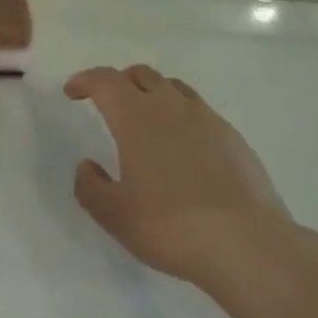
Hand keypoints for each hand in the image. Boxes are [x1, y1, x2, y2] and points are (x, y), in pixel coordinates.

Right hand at [65, 64, 306, 296]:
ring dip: (152, 94)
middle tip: (107, 102)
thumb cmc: (169, 225)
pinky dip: (181, 116)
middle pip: (141, 75)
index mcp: (136, 117)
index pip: (105, 81)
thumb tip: (87, 166)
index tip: (73, 91)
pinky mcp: (234, 138)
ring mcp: (208, 119)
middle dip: (119, 82)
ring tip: (145, 120)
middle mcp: (171, 106)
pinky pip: (200, 112)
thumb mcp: (114, 214)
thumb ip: (91, 186)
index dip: (85, 80)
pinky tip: (183, 147)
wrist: (245, 243)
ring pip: (173, 88)